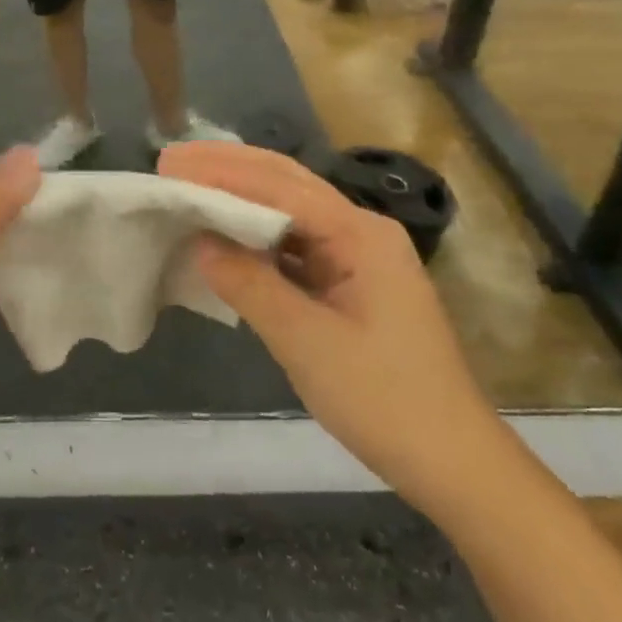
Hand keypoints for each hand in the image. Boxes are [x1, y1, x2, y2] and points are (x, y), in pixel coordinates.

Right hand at [158, 141, 502, 506]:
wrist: (451, 461)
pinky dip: (256, 235)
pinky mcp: (349, 284)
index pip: (280, 187)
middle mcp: (361, 232)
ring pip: (290, 212)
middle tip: (172, 160)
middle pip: (287, 184)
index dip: (222, 172)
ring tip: (189, 186)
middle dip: (229, 167)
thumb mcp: (306, 341)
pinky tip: (225, 236)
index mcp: (360, 235)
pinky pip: (294, 245)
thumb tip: (199, 241)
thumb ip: (249, 284)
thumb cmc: (383, 399)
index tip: (170, 165)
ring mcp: (357, 258)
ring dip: (241, 197)